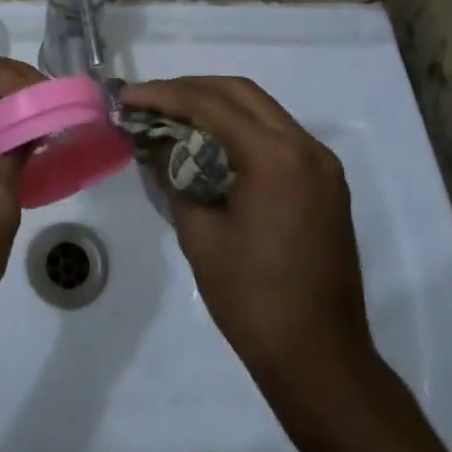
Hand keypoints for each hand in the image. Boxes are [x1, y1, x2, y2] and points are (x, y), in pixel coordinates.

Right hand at [120, 77, 377, 387]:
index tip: (127, 98)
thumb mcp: (200, 233)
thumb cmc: (253, 300)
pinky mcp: (325, 183)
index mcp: (276, 157)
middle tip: (148, 101)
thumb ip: (175, 174)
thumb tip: (156, 141)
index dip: (164, 95)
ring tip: (171, 115)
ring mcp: (321, 164)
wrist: (321, 362)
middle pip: (240, 93)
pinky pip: (277, 135)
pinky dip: (240, 128)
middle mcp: (305, 147)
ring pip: (261, 109)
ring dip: (215, 105)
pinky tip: (209, 142)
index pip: (211, 105)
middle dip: (190, 89)